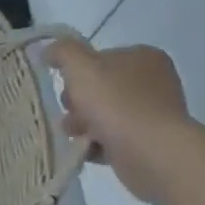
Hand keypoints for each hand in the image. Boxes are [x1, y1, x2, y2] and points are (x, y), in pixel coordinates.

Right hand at [42, 32, 191, 204]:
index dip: (77, 74)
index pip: (99, 59)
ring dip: (85, 125)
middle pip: (100, 88)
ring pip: (105, 114)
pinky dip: (99, 144)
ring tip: (79, 136)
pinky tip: (90, 150)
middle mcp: (154, 81)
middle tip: (72, 115)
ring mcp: (154, 113)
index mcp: (143, 57)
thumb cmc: (116, 103)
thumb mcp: (81, 67)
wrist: (151, 152)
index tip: (67, 88)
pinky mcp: (152, 141)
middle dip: (79, 104)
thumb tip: (49, 51)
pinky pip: (115, 138)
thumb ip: (63, 52)